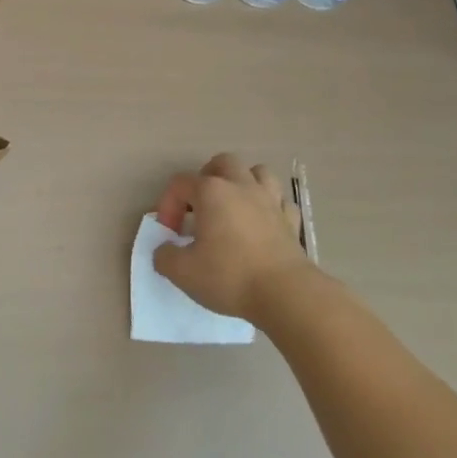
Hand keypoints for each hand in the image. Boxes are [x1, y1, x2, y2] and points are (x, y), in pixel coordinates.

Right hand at [152, 153, 316, 322]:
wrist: (286, 295)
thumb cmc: (230, 276)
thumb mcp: (183, 272)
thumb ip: (165, 256)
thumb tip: (165, 249)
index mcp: (211, 192)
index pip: (180, 183)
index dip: (168, 205)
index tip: (170, 234)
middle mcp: (241, 186)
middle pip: (222, 162)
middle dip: (207, 178)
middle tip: (200, 206)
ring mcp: (271, 200)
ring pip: (258, 172)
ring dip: (243, 183)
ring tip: (234, 206)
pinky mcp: (291, 221)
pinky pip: (280, 201)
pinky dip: (270, 207)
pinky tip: (263, 224)